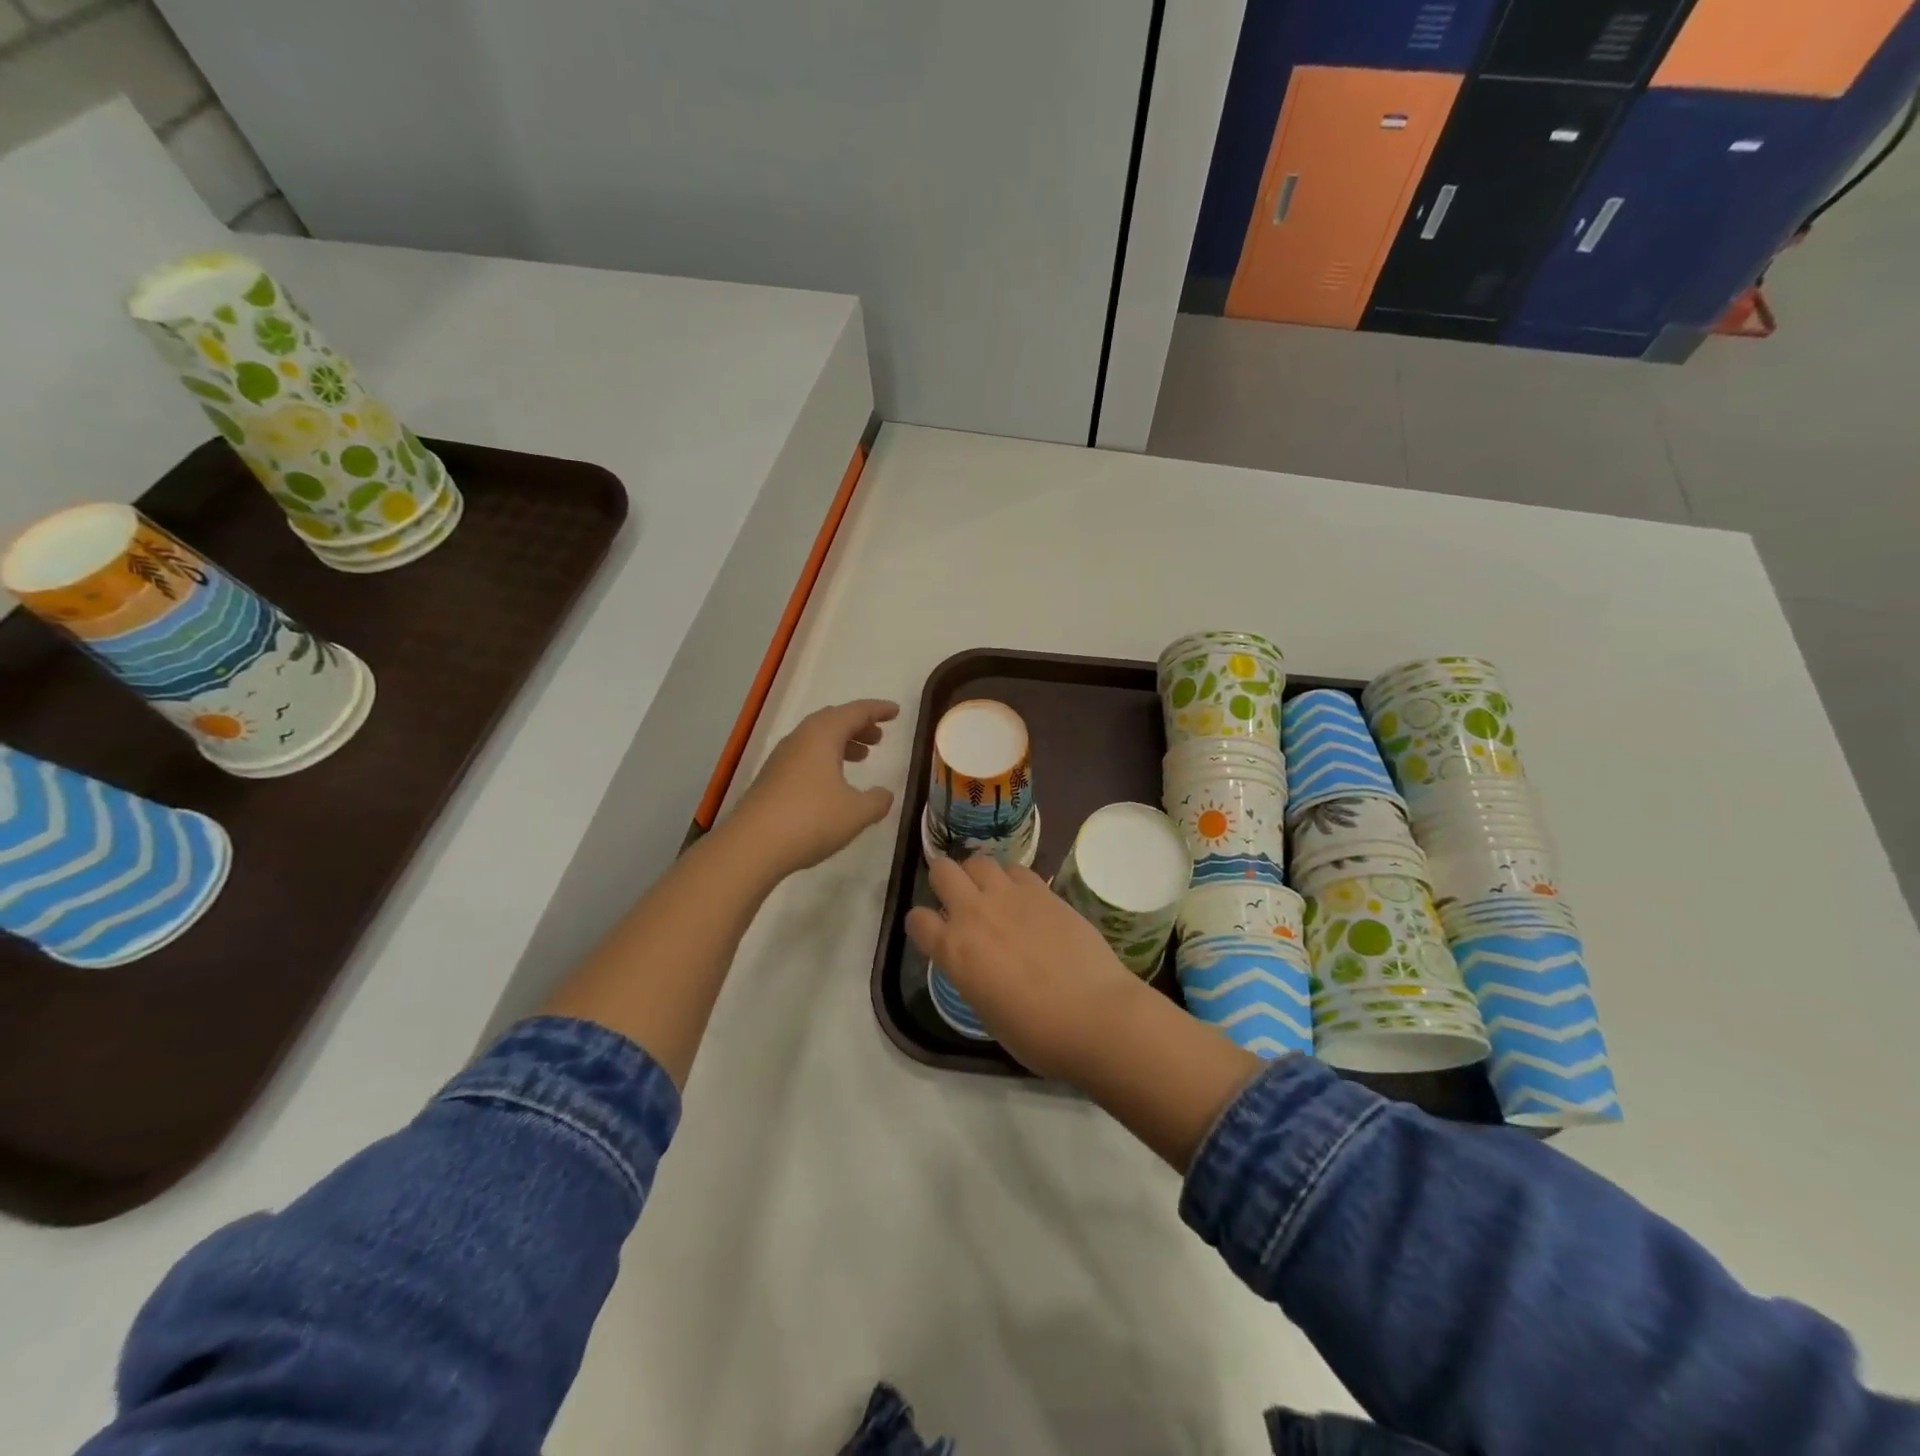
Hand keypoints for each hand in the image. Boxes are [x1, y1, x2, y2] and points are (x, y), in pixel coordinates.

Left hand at [730, 699, 898, 875]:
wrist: (751, 846)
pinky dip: (824, 760)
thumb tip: (885, 794)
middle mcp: (799, 740)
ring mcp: (781, 759)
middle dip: (858, 726)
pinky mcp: (770, 780)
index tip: (895, 711)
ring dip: (841, 743)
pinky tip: (833, 784)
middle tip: (878, 737)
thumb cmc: (810, 820)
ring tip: (861, 758)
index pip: (855, 712)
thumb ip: (877, 801)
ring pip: (816, 739)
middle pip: (832, 721)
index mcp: (822, 736)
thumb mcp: (856, 813)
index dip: (877, 710)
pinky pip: (804, 758)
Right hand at [905, 855, 1145, 1081]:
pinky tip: (1023, 898)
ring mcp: (1009, 896)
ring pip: (978, 861)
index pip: (916, 920)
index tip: (932, 933)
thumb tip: (978, 963)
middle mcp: (973, 913)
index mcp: (953, 951)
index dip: (921, 925)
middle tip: (957, 899)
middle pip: (941, 871)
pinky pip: (1015, 869)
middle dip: (943, 881)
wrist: (1094, 1015)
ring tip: (990, 893)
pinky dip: (1011, 879)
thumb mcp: (986, 1011)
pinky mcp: (1042, 890)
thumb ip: (972, 975)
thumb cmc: (1036, 1033)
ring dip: (977, 875)